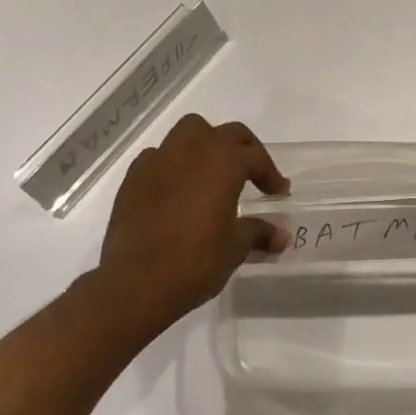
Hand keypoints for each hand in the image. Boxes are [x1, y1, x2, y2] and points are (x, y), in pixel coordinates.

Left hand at [94, 115, 289, 334]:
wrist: (136, 283)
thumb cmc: (195, 261)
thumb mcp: (235, 248)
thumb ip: (259, 233)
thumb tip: (281, 236)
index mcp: (224, 161)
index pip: (256, 157)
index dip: (271, 174)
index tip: (278, 193)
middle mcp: (193, 149)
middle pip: (227, 133)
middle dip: (244, 149)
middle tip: (252, 174)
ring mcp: (160, 159)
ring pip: (189, 132)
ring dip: (205, 144)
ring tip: (211, 171)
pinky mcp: (134, 176)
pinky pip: (159, 156)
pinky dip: (172, 164)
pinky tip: (175, 189)